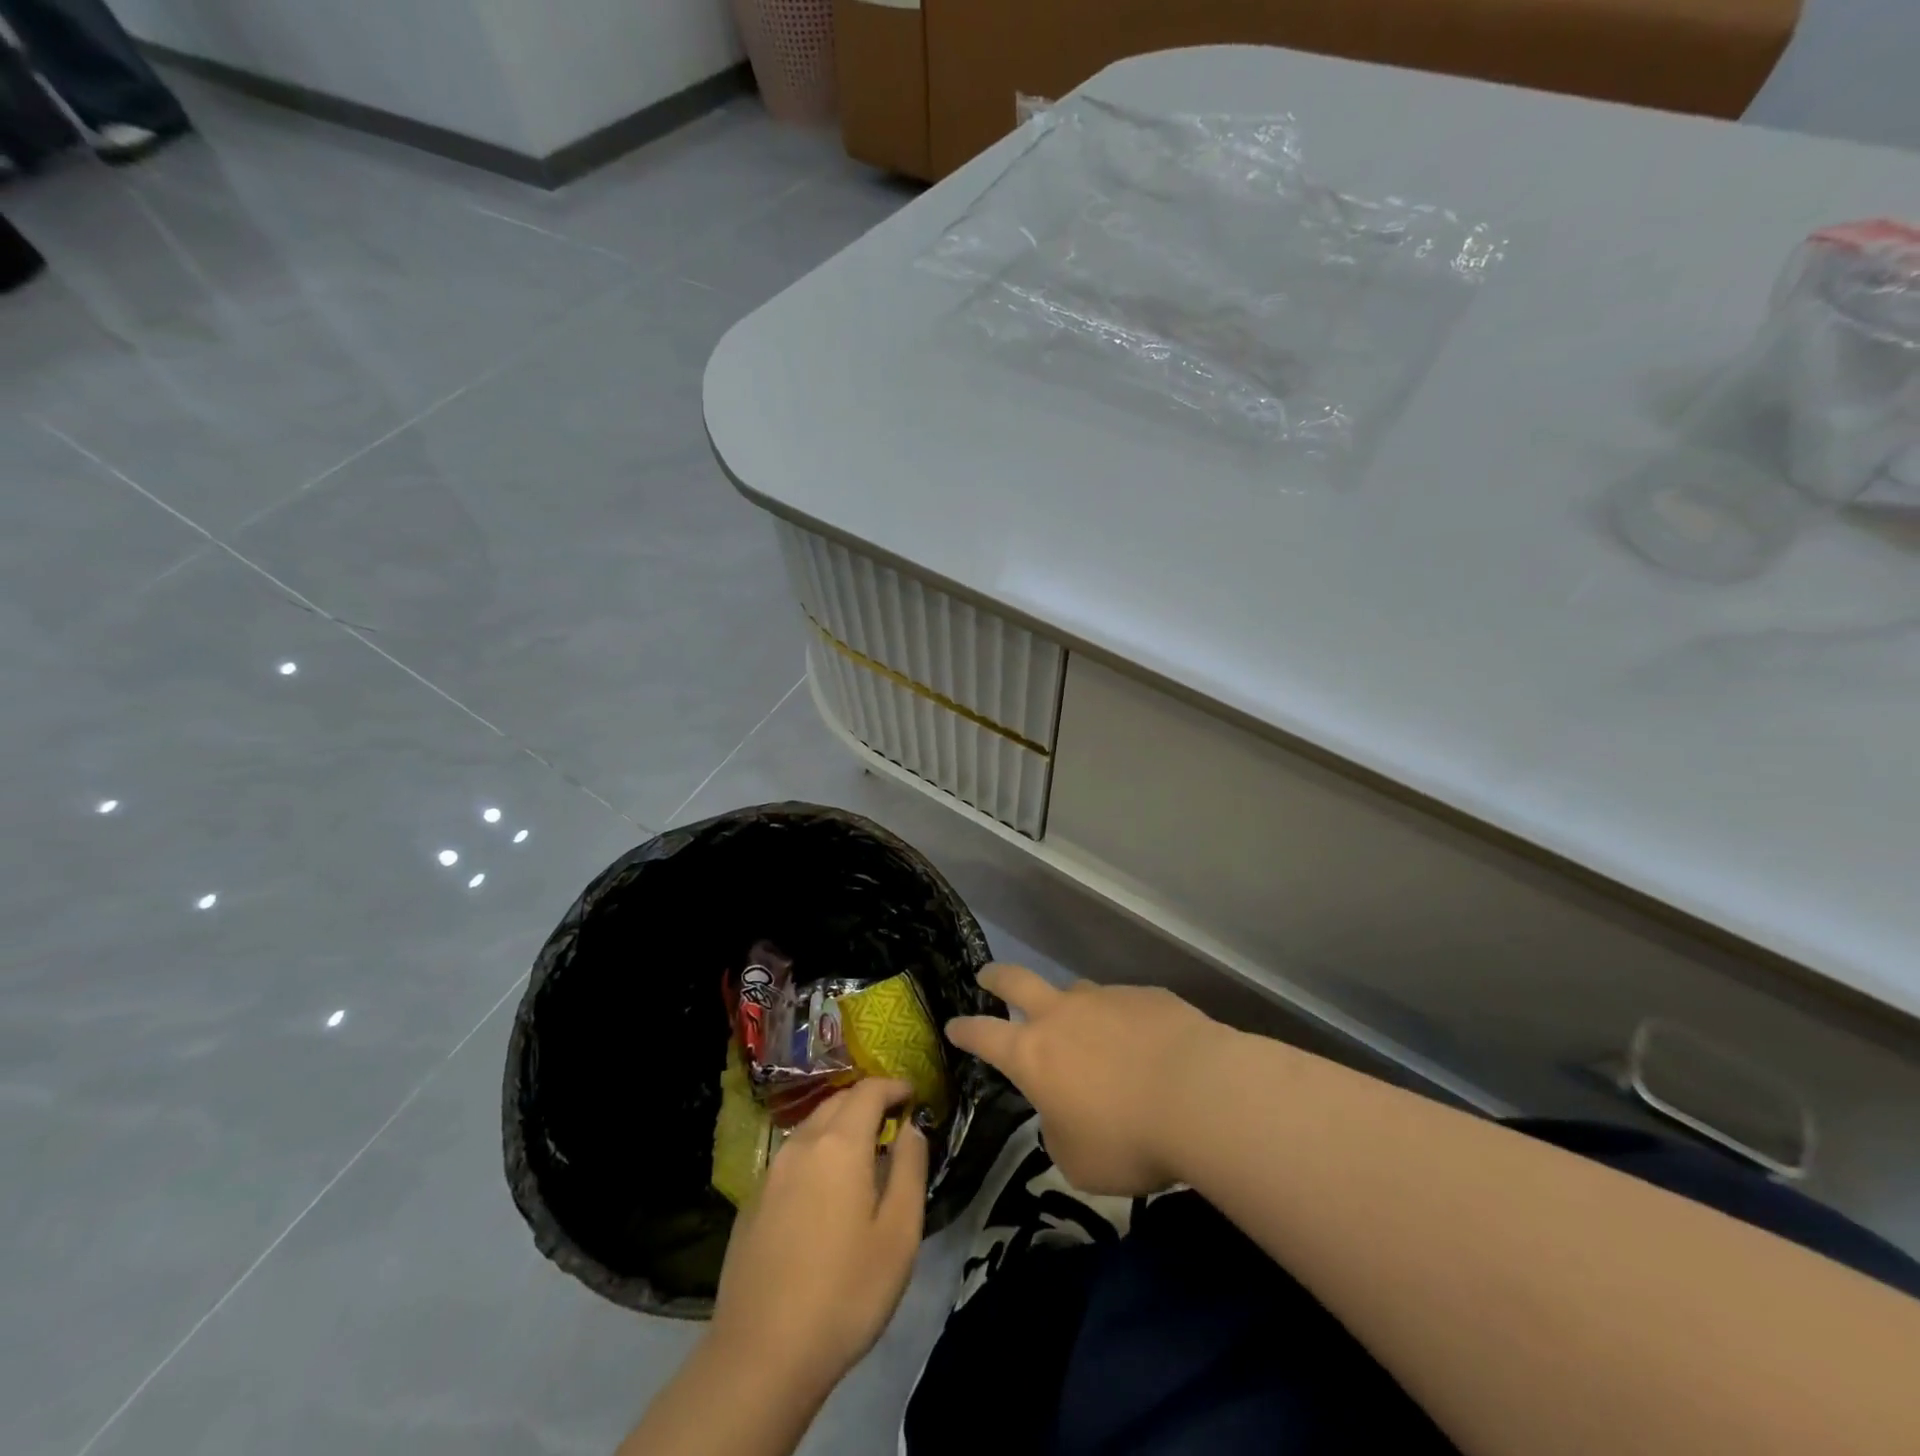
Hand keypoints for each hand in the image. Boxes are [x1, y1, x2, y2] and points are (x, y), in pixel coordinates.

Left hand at [708, 1077, 926, 1399]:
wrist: (760, 1357)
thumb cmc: (844, 1294)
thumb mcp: (899, 1235)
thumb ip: (910, 1169)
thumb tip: (911, 1129)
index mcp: (839, 1144)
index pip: (868, 1091)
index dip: (893, 1086)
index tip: (913, 1095)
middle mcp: (801, 1144)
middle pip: (837, 1102)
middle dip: (867, 1102)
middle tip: (892, 1121)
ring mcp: (771, 1172)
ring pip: (811, 1127)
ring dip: (840, 1126)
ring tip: (863, 1153)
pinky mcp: (752, 1201)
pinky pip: (792, 1157)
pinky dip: (816, 1153)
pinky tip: (824, 1190)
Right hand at [946, 965, 1224, 1196]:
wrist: (1200, 1095)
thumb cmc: (1127, 1139)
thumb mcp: (1078, 1161)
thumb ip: (1060, 1132)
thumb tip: (1064, 1114)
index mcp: (1033, 1054)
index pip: (984, 1035)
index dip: (965, 1030)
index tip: (953, 1025)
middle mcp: (1063, 1015)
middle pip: (1017, 981)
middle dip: (996, 977)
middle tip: (987, 976)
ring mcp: (1106, 999)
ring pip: (1077, 993)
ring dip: (1073, 1008)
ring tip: (1089, 1033)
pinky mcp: (1147, 996)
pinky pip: (1126, 1006)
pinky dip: (1126, 1023)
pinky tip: (1148, 1048)